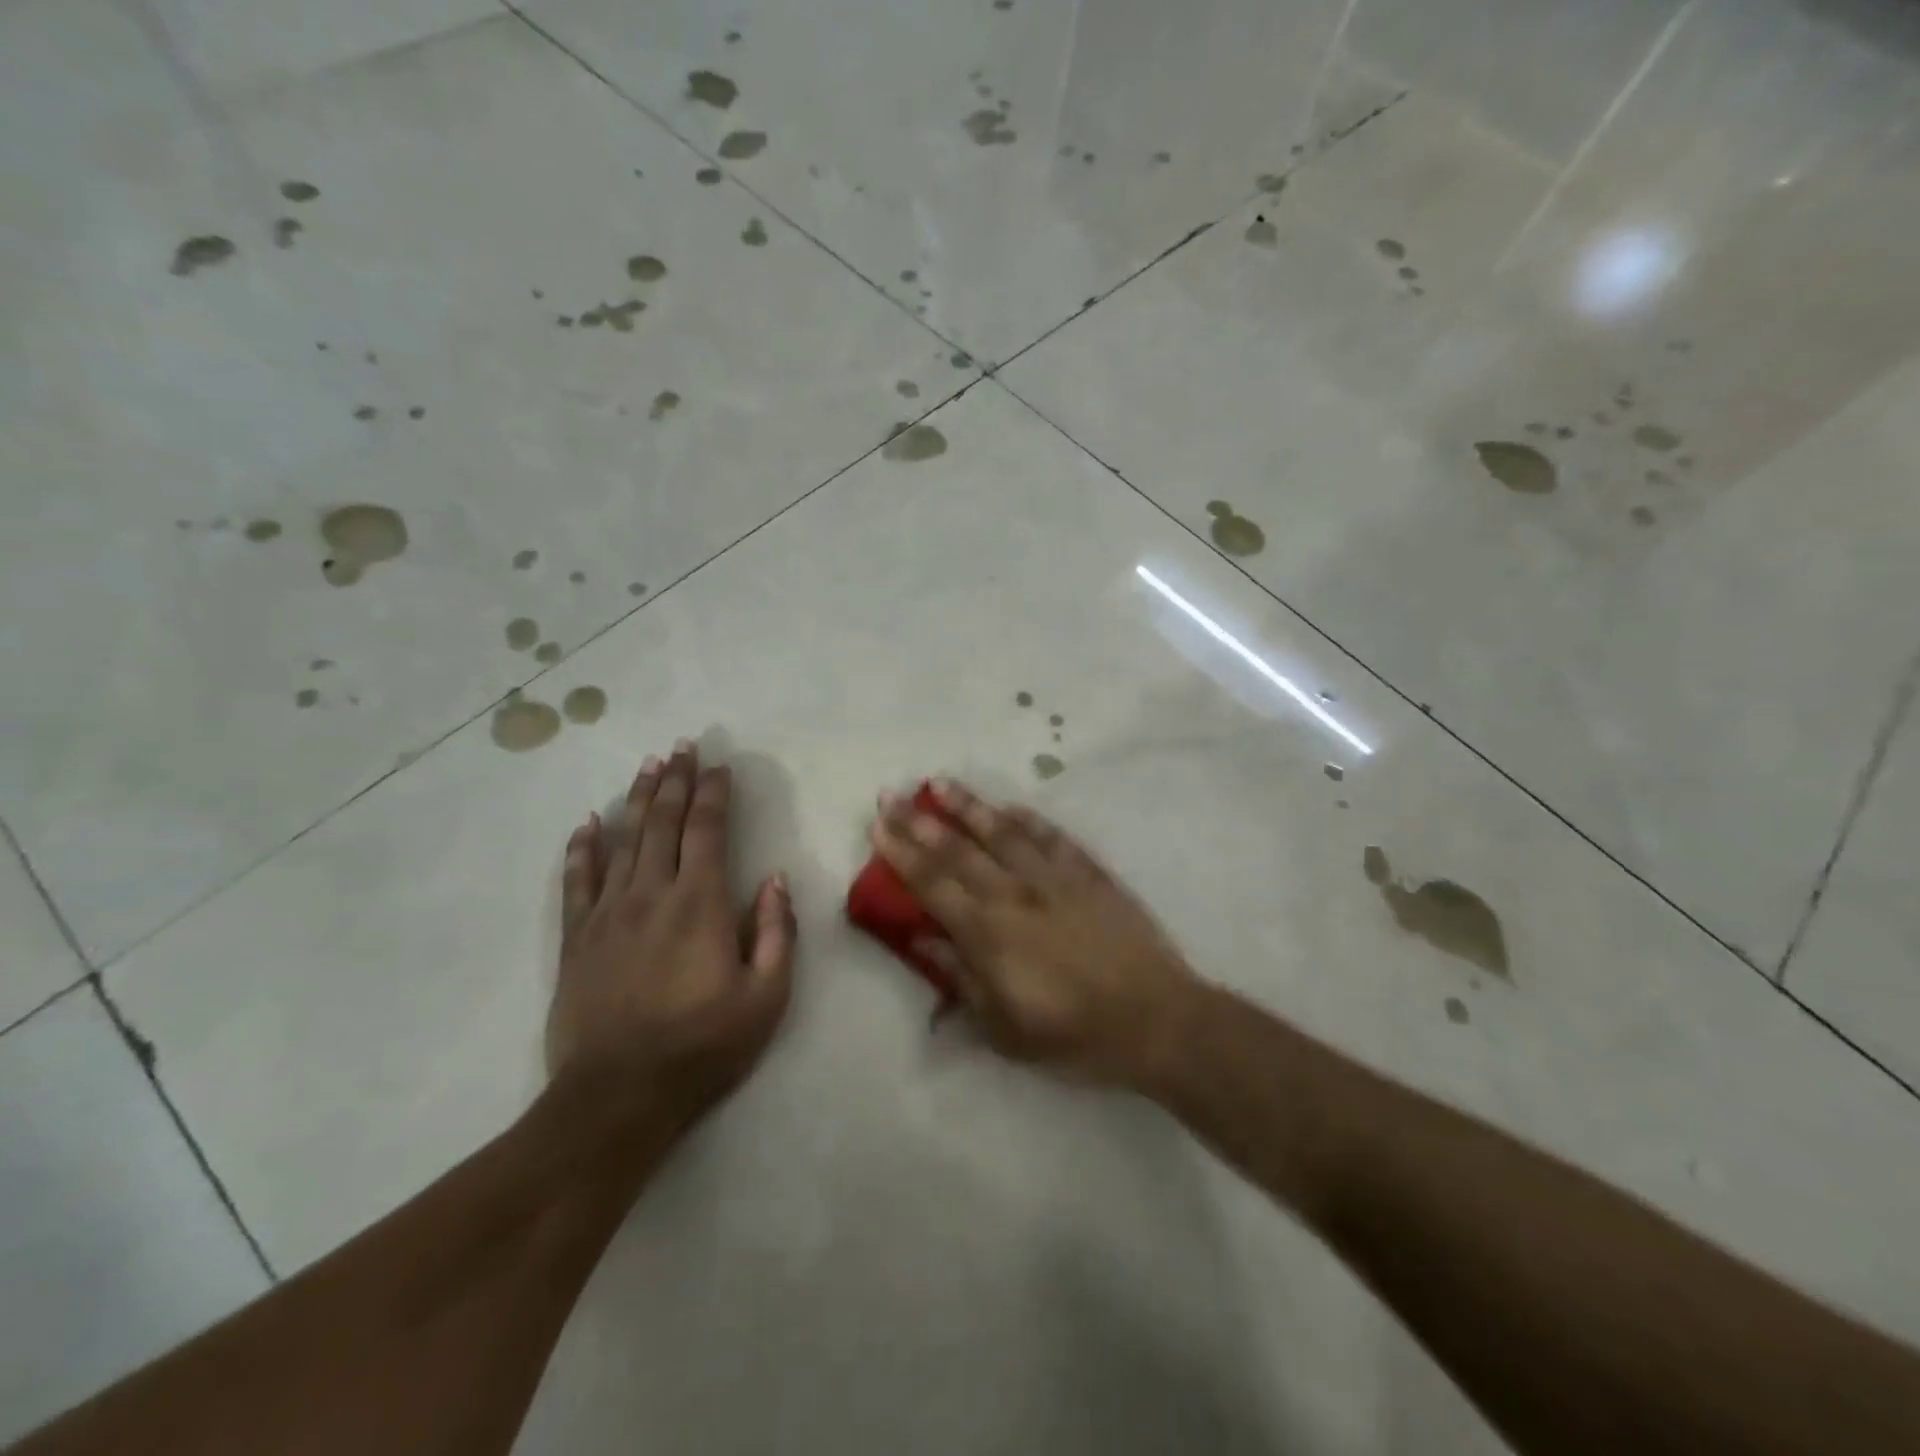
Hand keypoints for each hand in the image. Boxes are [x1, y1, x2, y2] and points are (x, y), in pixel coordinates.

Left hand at [549, 742, 795, 1135]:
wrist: (618, 1096)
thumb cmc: (702, 1046)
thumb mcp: (766, 997)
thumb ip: (775, 932)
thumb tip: (773, 880)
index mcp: (700, 903)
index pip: (706, 830)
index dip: (713, 793)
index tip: (719, 766)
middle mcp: (651, 894)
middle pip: (662, 823)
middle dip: (675, 781)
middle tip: (681, 747)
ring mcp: (608, 914)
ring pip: (623, 841)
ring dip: (637, 800)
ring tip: (647, 767)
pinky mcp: (576, 939)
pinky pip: (576, 882)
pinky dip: (582, 849)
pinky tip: (587, 824)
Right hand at [870, 779, 1200, 1088]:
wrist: (1154, 1019)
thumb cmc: (1073, 1034)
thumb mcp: (1004, 1027)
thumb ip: (959, 977)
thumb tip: (920, 940)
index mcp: (988, 932)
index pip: (932, 883)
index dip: (901, 853)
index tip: (878, 826)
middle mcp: (1014, 893)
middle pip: (958, 850)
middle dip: (920, 822)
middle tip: (891, 795)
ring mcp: (1054, 878)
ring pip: (1002, 831)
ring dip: (968, 806)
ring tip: (940, 784)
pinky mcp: (1089, 873)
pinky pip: (1052, 836)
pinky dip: (1028, 819)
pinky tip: (1010, 806)